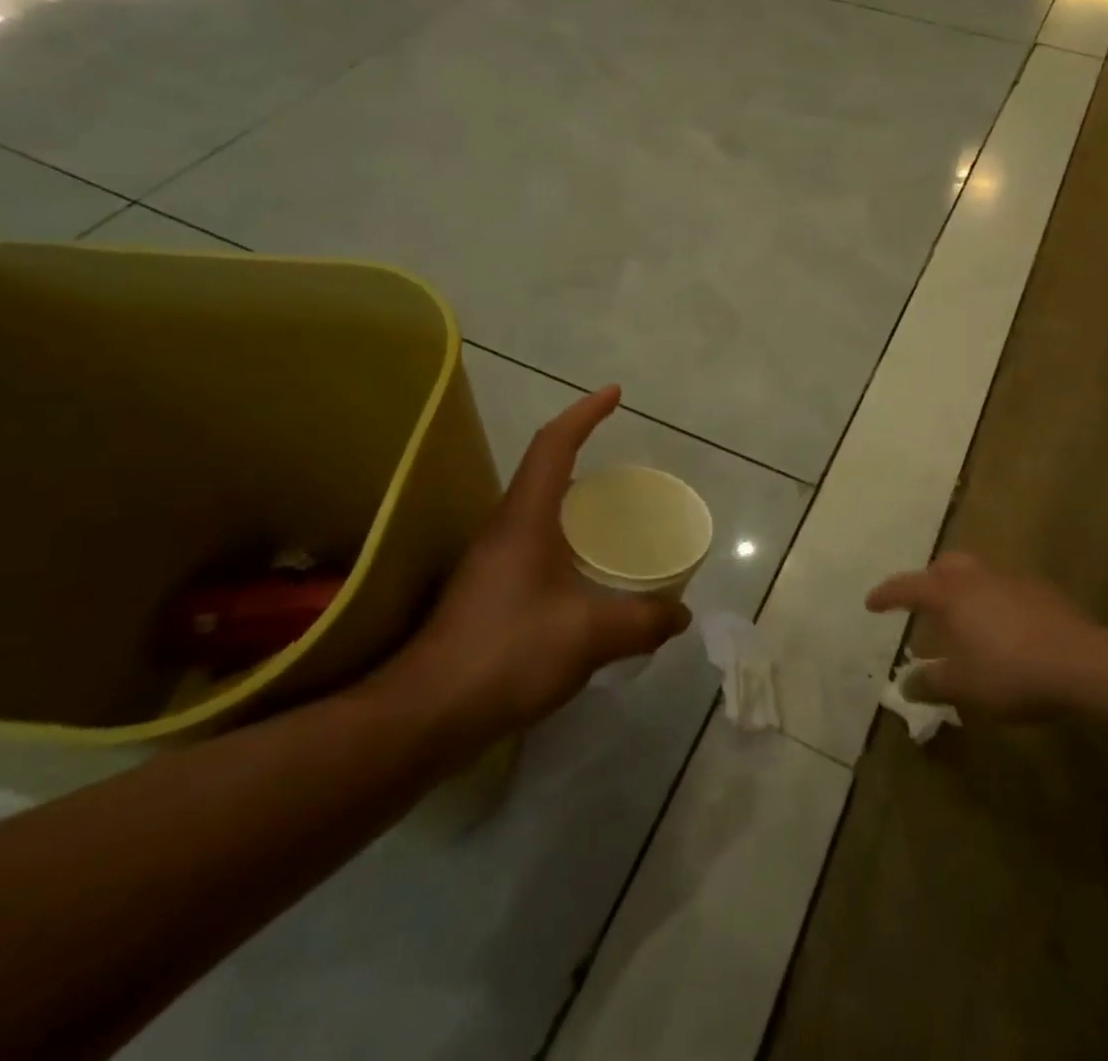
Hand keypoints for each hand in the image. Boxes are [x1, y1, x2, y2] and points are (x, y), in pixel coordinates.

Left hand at [366, 385, 689, 741]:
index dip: (585, 413)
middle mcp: (504, 530)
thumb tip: (681, 615)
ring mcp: (491, 562)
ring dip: (573, 501)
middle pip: (543, 471)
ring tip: (612, 519)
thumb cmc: (507, 654)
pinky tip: (584, 576)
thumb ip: (642, 622)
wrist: (426, 713)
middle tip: (624, 468)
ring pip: (538, 511)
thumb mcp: (589, 636)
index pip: (554, 445)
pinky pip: (534, 545)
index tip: (614, 394)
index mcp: (525, 519)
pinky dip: (565, 540)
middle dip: (582, 453)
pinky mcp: (487, 593)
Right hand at [867, 553, 1092, 718]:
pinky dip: (991, 599)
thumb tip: (904, 685)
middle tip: (924, 603)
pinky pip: (1003, 586)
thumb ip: (930, 683)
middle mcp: (976, 576)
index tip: (871, 603)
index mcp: (950, 594)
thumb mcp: (963, 686)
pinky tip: (1002, 626)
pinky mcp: (1039, 589)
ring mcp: (1010, 578)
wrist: (1081, 662)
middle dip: (929, 580)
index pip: (908, 587)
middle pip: (944, 566)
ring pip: (976, 572)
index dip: (887, 595)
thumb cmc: (1010, 672)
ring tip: (963, 616)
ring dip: (963, 588)